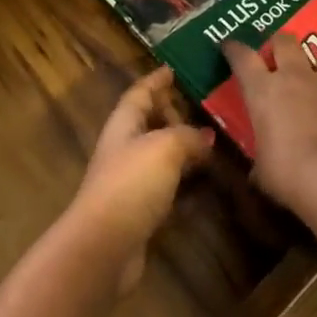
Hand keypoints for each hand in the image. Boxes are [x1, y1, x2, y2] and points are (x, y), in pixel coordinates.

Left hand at [69, 68, 213, 293]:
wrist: (105, 247)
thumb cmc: (131, 184)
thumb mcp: (165, 147)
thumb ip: (187, 136)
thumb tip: (206, 136)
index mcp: (123, 125)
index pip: (139, 93)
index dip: (155, 80)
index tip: (172, 69)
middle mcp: (124, 149)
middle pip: (147, 122)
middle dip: (170, 113)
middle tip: (201, 108)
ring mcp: (129, 182)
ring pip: (158, 155)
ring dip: (180, 148)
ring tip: (211, 142)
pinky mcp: (139, 212)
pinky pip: (165, 187)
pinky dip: (184, 182)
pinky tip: (205, 185)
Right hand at [222, 31, 316, 212]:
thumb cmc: (292, 176)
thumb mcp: (263, 171)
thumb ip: (260, 160)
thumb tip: (258, 171)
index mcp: (264, 91)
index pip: (242, 57)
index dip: (234, 49)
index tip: (229, 46)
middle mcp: (296, 78)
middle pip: (285, 41)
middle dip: (279, 44)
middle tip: (277, 56)